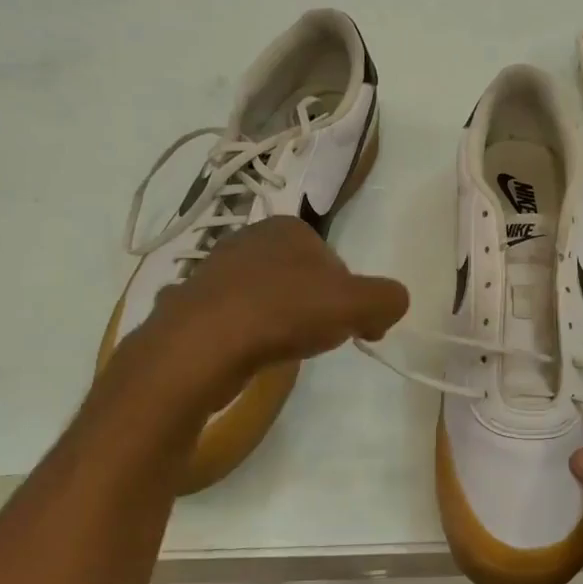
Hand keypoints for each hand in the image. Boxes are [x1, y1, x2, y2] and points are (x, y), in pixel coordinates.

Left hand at [123, 217, 409, 399]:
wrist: (201, 345)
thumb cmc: (285, 312)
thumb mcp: (358, 304)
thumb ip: (387, 298)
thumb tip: (391, 304)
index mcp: (288, 228)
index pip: (336, 262)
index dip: (351, 298)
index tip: (356, 329)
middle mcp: (248, 239)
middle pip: (302, 280)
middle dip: (316, 309)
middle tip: (320, 341)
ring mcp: (213, 270)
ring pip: (268, 298)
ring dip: (282, 323)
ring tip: (283, 351)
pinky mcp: (191, 304)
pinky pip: (235, 319)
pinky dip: (248, 336)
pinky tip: (250, 356)